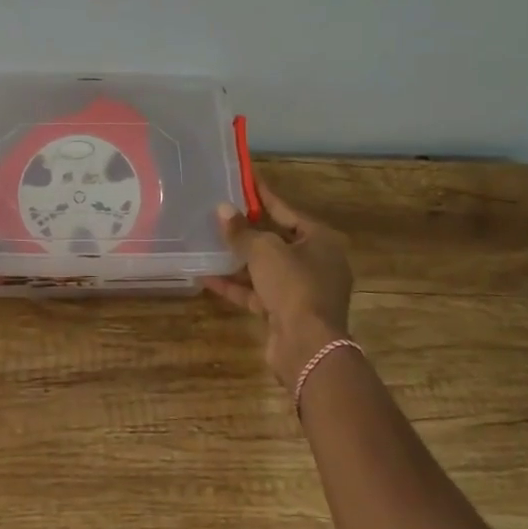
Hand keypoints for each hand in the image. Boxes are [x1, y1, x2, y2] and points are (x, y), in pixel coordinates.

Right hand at [202, 183, 354, 388]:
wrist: (308, 346)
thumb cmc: (293, 285)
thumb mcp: (264, 251)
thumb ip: (242, 231)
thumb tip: (223, 209)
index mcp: (320, 240)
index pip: (287, 211)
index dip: (264, 197)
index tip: (245, 182)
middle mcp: (316, 263)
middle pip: (277, 240)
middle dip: (248, 230)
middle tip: (222, 213)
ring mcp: (302, 290)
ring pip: (266, 268)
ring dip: (239, 259)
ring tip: (209, 242)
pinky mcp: (287, 313)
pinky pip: (259, 292)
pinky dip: (236, 285)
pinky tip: (207, 277)